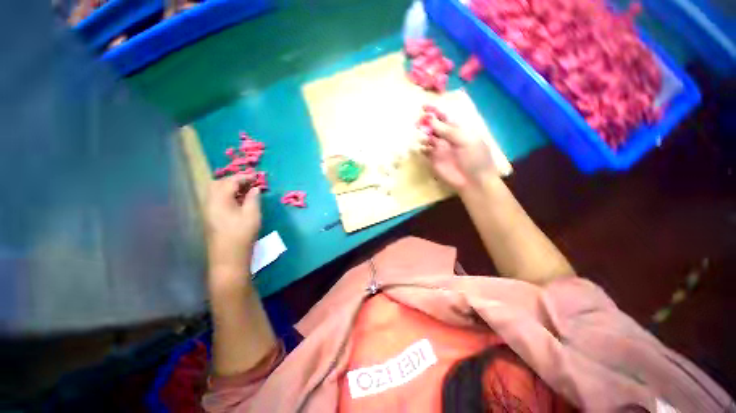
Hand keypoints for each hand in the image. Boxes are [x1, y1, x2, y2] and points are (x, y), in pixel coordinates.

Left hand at [205, 173, 260, 274]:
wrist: (228, 257)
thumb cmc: (242, 235)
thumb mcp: (252, 215)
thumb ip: (253, 198)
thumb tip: (255, 188)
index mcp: (219, 200)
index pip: (230, 182)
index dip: (244, 177)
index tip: (257, 177)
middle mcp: (210, 202)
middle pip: (219, 183)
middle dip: (234, 179)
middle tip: (250, 182)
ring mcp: (209, 210)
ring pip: (217, 191)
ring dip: (231, 187)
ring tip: (246, 190)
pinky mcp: (211, 216)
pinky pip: (218, 199)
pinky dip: (228, 195)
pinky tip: (239, 200)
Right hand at [420, 112, 496, 189]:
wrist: (473, 180)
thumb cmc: (474, 157)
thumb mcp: (465, 139)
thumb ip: (447, 130)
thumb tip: (429, 120)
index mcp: (458, 129)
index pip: (444, 116)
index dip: (434, 110)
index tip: (423, 107)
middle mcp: (447, 137)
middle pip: (433, 125)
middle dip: (426, 122)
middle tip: (419, 124)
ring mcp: (439, 148)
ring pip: (427, 137)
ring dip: (424, 135)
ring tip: (426, 139)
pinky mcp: (433, 159)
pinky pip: (424, 150)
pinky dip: (421, 148)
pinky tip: (424, 149)